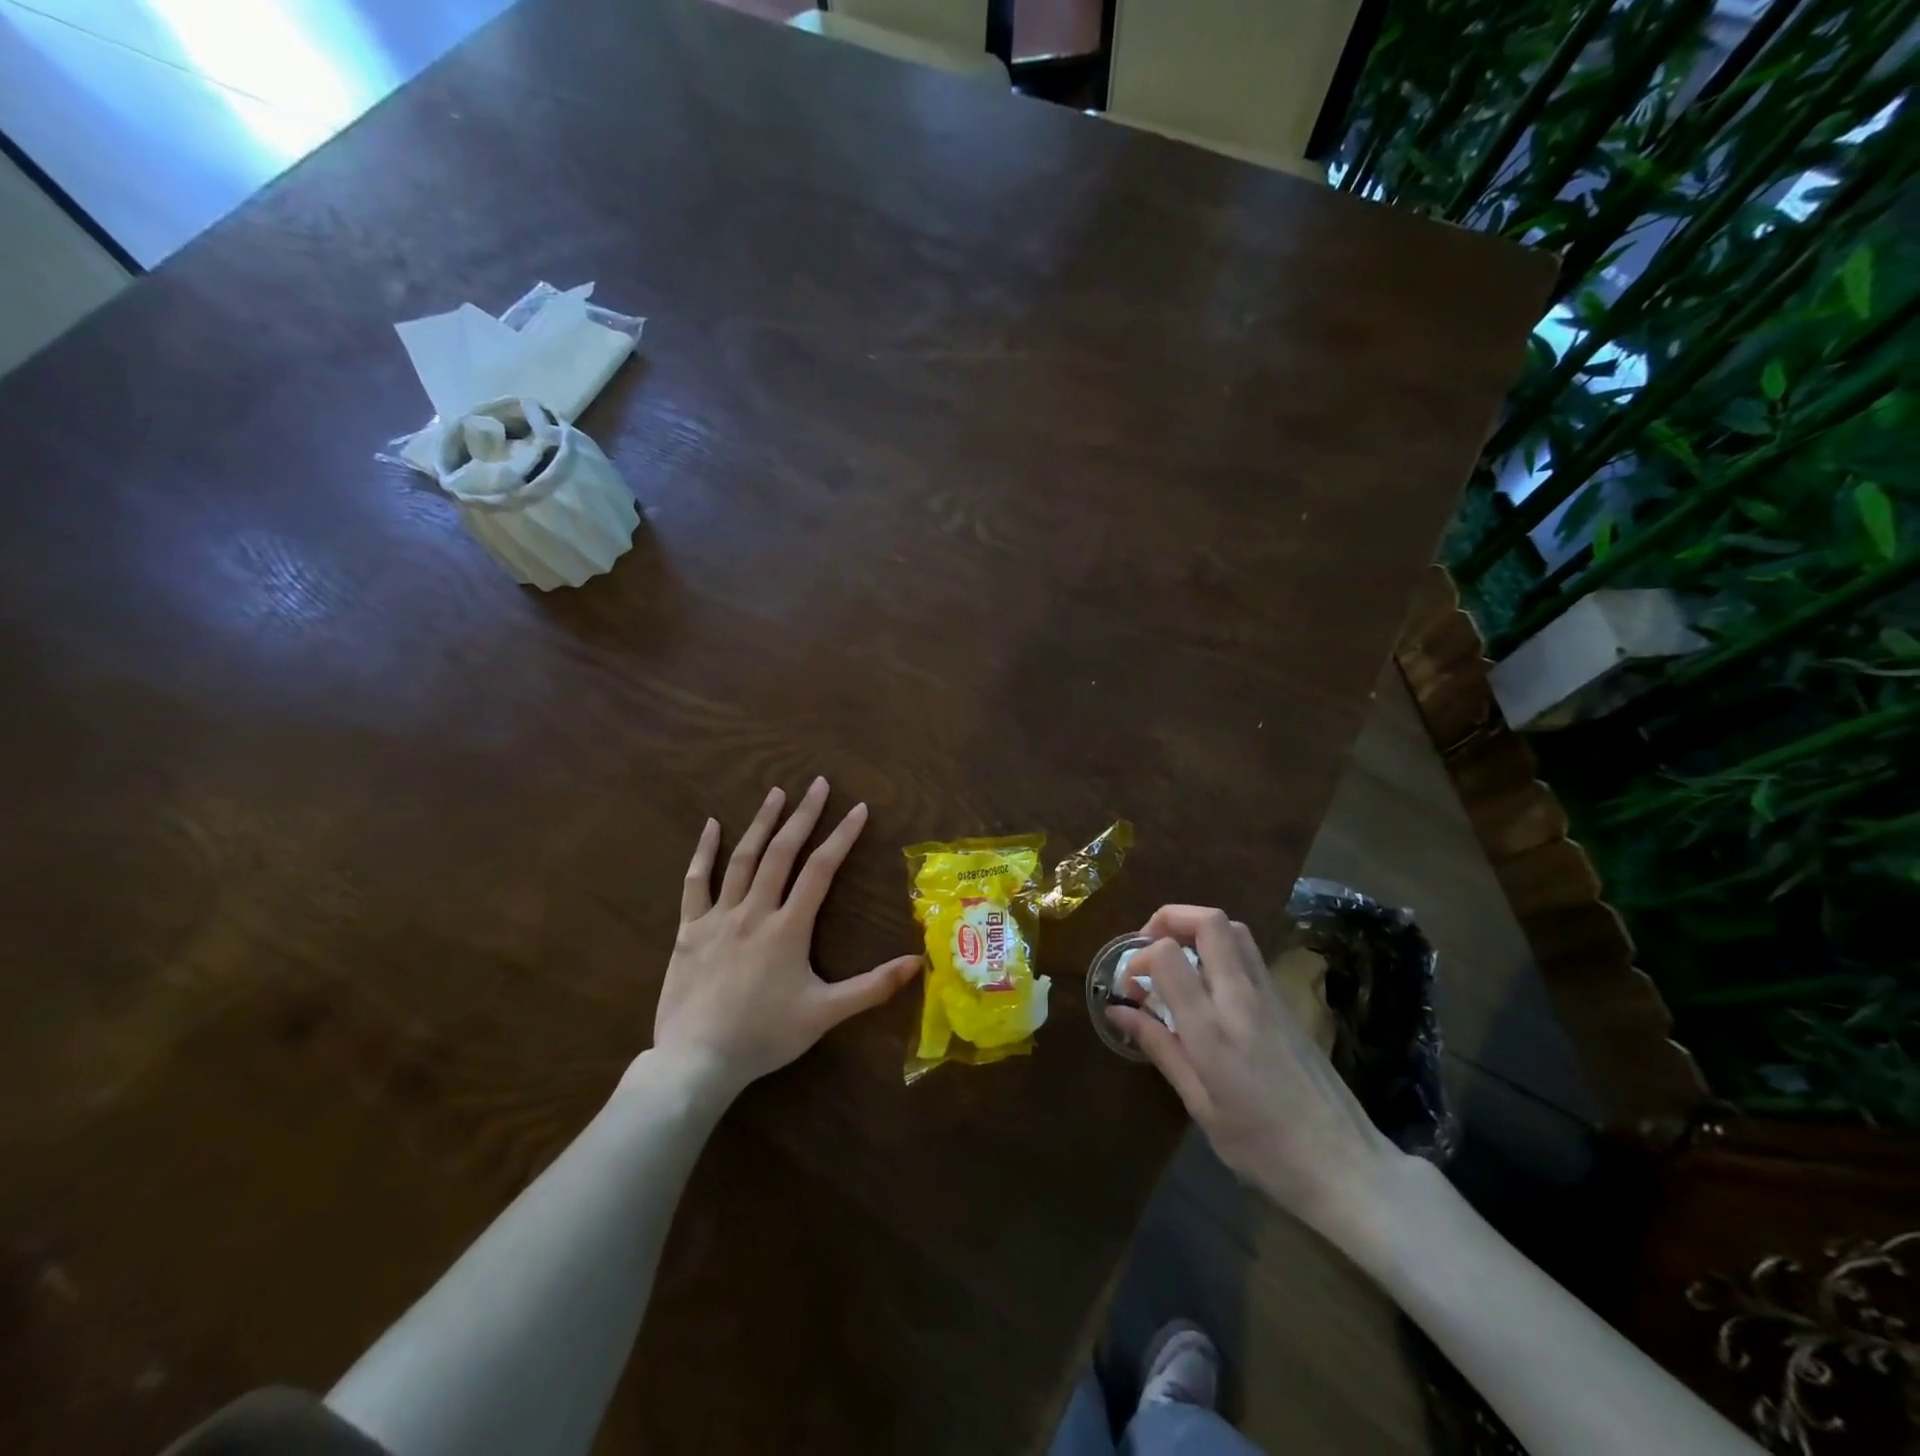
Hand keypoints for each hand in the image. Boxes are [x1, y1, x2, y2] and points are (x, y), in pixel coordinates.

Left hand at [648, 778, 920, 1100]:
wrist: (698, 1060)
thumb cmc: (765, 1036)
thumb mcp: (825, 1014)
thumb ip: (873, 987)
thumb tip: (919, 963)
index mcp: (788, 927)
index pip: (821, 870)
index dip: (842, 836)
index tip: (858, 809)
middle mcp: (755, 911)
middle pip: (782, 852)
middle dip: (803, 815)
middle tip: (818, 783)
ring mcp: (719, 917)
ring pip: (742, 858)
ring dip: (762, 823)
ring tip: (776, 793)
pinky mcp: (690, 930)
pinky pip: (696, 882)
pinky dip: (704, 852)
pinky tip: (713, 825)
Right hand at [1108, 905, 1411, 1240]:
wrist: (1346, 1166)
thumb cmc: (1263, 1147)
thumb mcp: (1200, 1105)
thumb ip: (1160, 1047)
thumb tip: (1117, 1010)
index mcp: (1213, 1028)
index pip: (1169, 954)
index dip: (1139, 957)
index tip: (1130, 986)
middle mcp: (1242, 997)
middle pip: (1208, 921)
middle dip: (1169, 919)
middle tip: (1148, 948)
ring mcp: (1270, 995)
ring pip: (1234, 929)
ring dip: (1198, 929)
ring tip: (1176, 959)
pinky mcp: (1287, 1002)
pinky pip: (1249, 954)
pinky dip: (1220, 949)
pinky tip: (1208, 986)